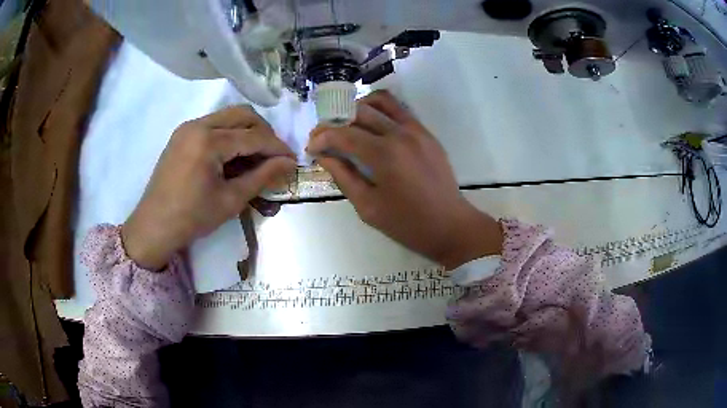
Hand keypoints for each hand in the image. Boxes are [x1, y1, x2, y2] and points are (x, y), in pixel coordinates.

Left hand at [122, 105, 295, 269]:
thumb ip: (262, 177)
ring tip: (255, 156)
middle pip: (242, 114)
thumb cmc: (192, 218)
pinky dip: (229, 134)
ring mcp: (187, 127)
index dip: (277, 147)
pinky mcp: (182, 134)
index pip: (253, 136)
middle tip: (274, 154)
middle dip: (264, 131)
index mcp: (208, 141)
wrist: (154, 227)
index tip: (292, 159)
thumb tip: (289, 163)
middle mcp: (198, 124)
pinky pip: (213, 124)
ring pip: (228, 116)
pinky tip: (232, 156)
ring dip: (247, 131)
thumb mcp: (231, 200)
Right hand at [307, 91, 502, 269]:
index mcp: (384, 154)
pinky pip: (400, 110)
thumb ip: (344, 177)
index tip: (310, 148)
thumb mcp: (368, 207)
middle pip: (359, 111)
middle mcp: (400, 133)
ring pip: (382, 101)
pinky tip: (373, 127)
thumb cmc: (407, 223)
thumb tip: (324, 157)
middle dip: (335, 121)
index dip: (322, 138)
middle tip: (325, 137)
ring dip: (359, 107)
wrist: (450, 225)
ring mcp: (417, 130)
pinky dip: (381, 111)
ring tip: (348, 124)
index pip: (343, 134)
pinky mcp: (427, 133)